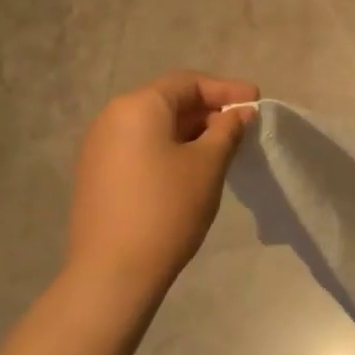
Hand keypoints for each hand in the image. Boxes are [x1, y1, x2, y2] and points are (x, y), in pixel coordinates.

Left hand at [67, 71, 258, 296]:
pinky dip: (170, 149)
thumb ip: (227, 130)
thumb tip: (240, 112)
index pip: (188, 83)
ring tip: (223, 148)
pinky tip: (192, 168)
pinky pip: (141, 147)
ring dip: (191, 131)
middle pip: (169, 101)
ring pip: (155, 127)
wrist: (114, 271)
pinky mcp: (98, 175)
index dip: (226, 89)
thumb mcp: (208, 165)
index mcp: (138, 107)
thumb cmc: (167, 209)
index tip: (257, 101)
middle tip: (244, 126)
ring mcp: (100, 148)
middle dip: (209, 110)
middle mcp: (112, 118)